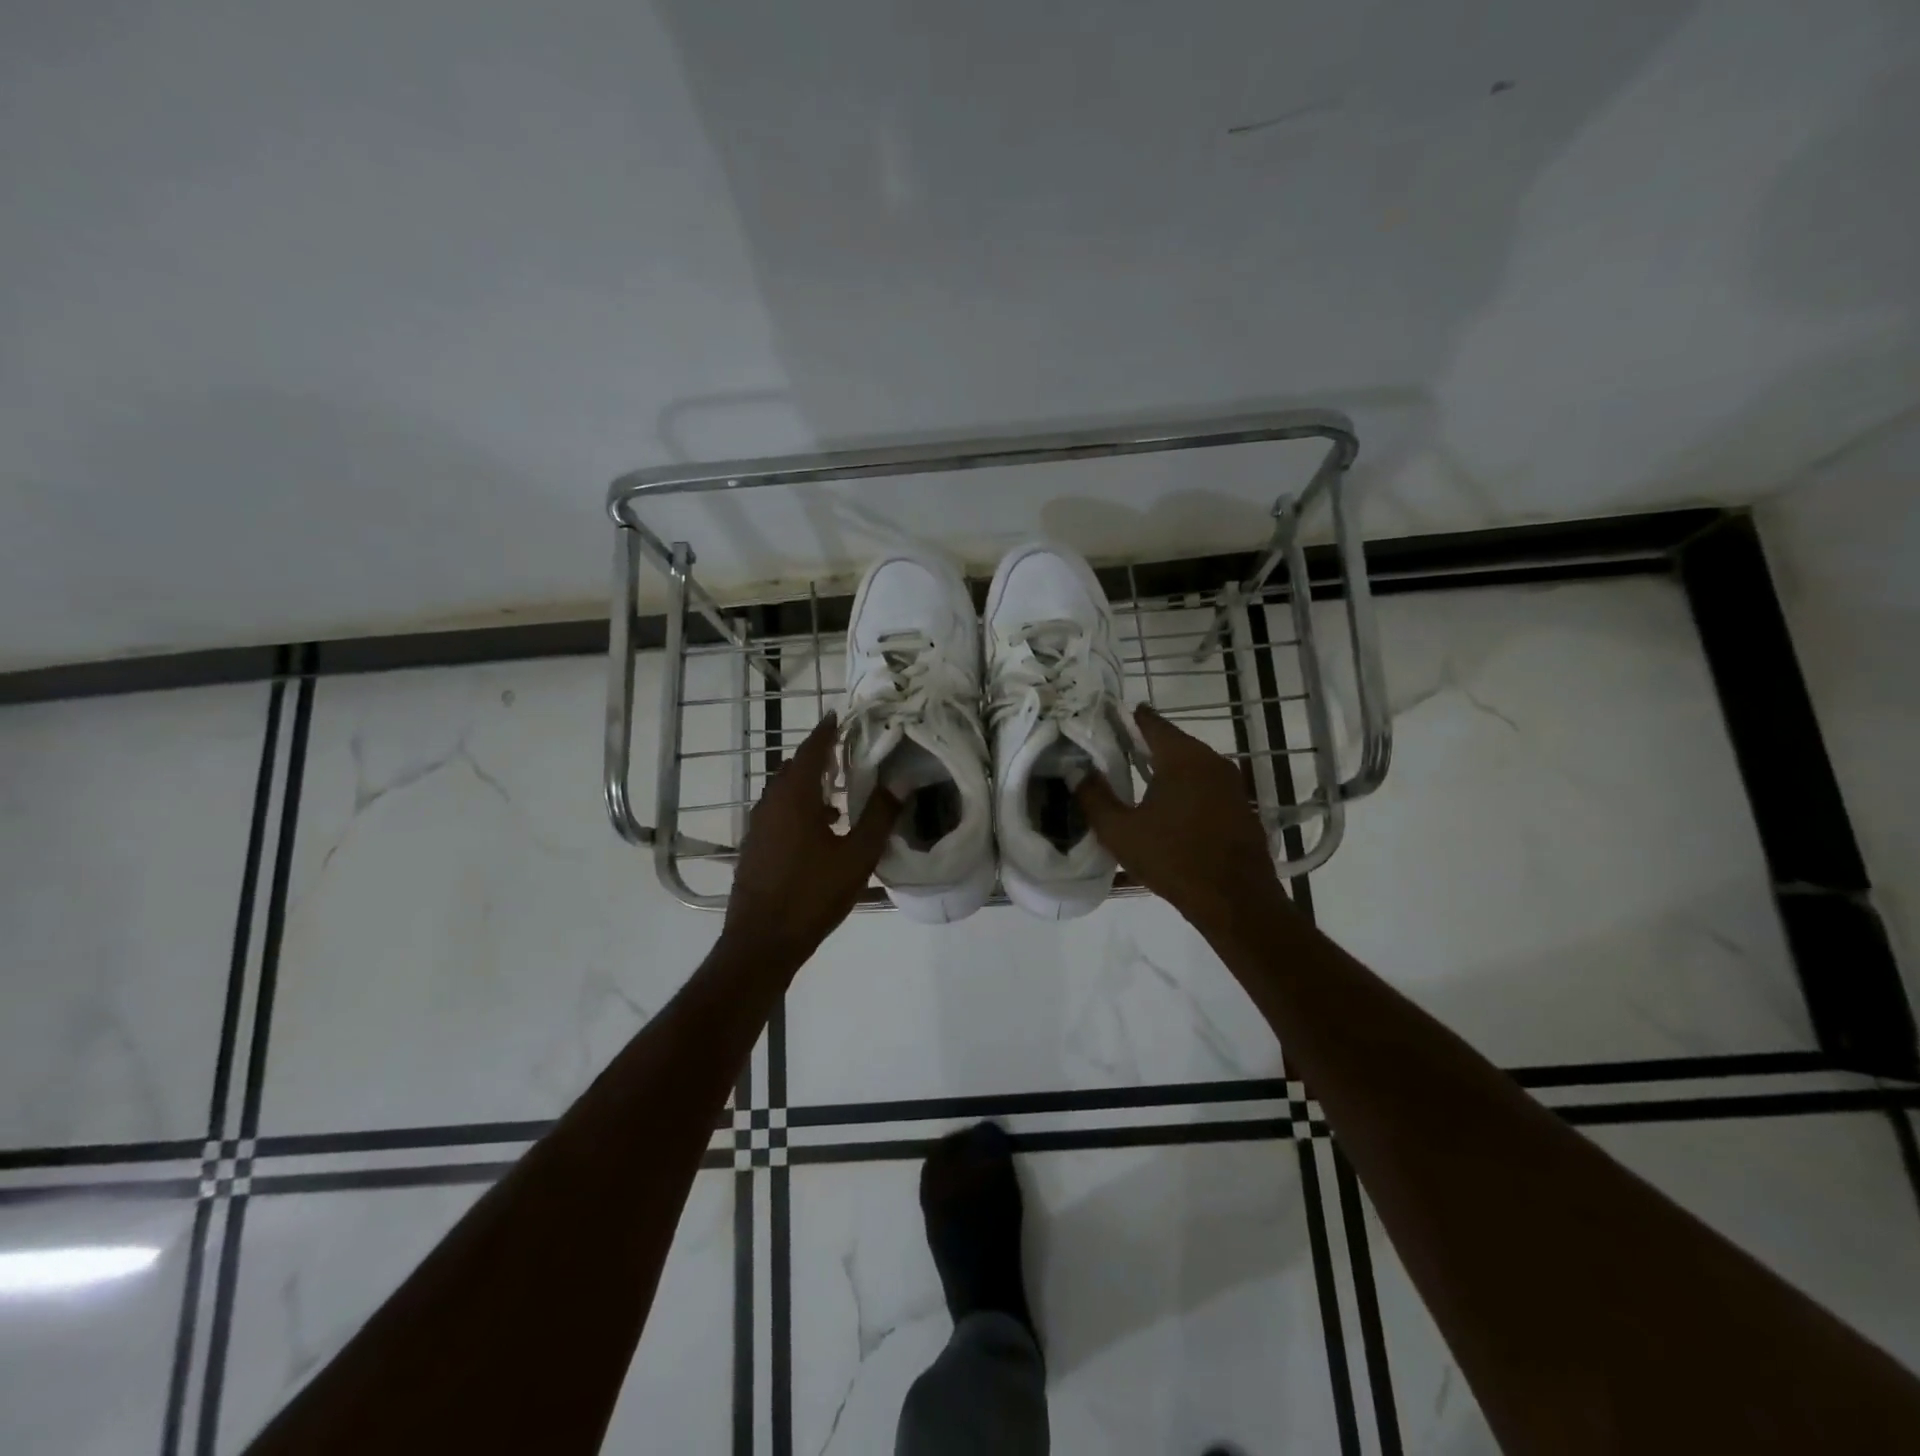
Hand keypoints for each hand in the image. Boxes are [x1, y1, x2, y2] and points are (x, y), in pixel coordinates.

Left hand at [722, 714, 897, 968]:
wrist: (761, 942)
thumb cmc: (812, 894)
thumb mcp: (856, 857)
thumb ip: (879, 817)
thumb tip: (899, 783)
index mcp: (794, 797)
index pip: (812, 750)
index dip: (827, 731)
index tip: (840, 714)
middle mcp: (771, 803)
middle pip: (795, 767)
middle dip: (820, 756)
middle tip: (847, 750)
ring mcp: (759, 826)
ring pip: (785, 791)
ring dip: (810, 783)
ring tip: (840, 789)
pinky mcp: (755, 847)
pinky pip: (779, 812)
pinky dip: (800, 806)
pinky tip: (822, 828)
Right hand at [1076, 703, 1288, 934]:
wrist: (1236, 901)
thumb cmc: (1174, 860)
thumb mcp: (1120, 832)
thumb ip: (1094, 797)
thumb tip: (1076, 771)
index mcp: (1182, 757)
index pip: (1151, 722)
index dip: (1127, 718)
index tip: (1106, 719)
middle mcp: (1211, 760)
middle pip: (1172, 741)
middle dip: (1143, 743)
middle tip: (1114, 750)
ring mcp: (1231, 783)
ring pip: (1191, 763)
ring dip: (1165, 766)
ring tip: (1137, 777)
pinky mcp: (1240, 805)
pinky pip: (1205, 784)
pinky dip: (1185, 786)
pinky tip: (1168, 805)